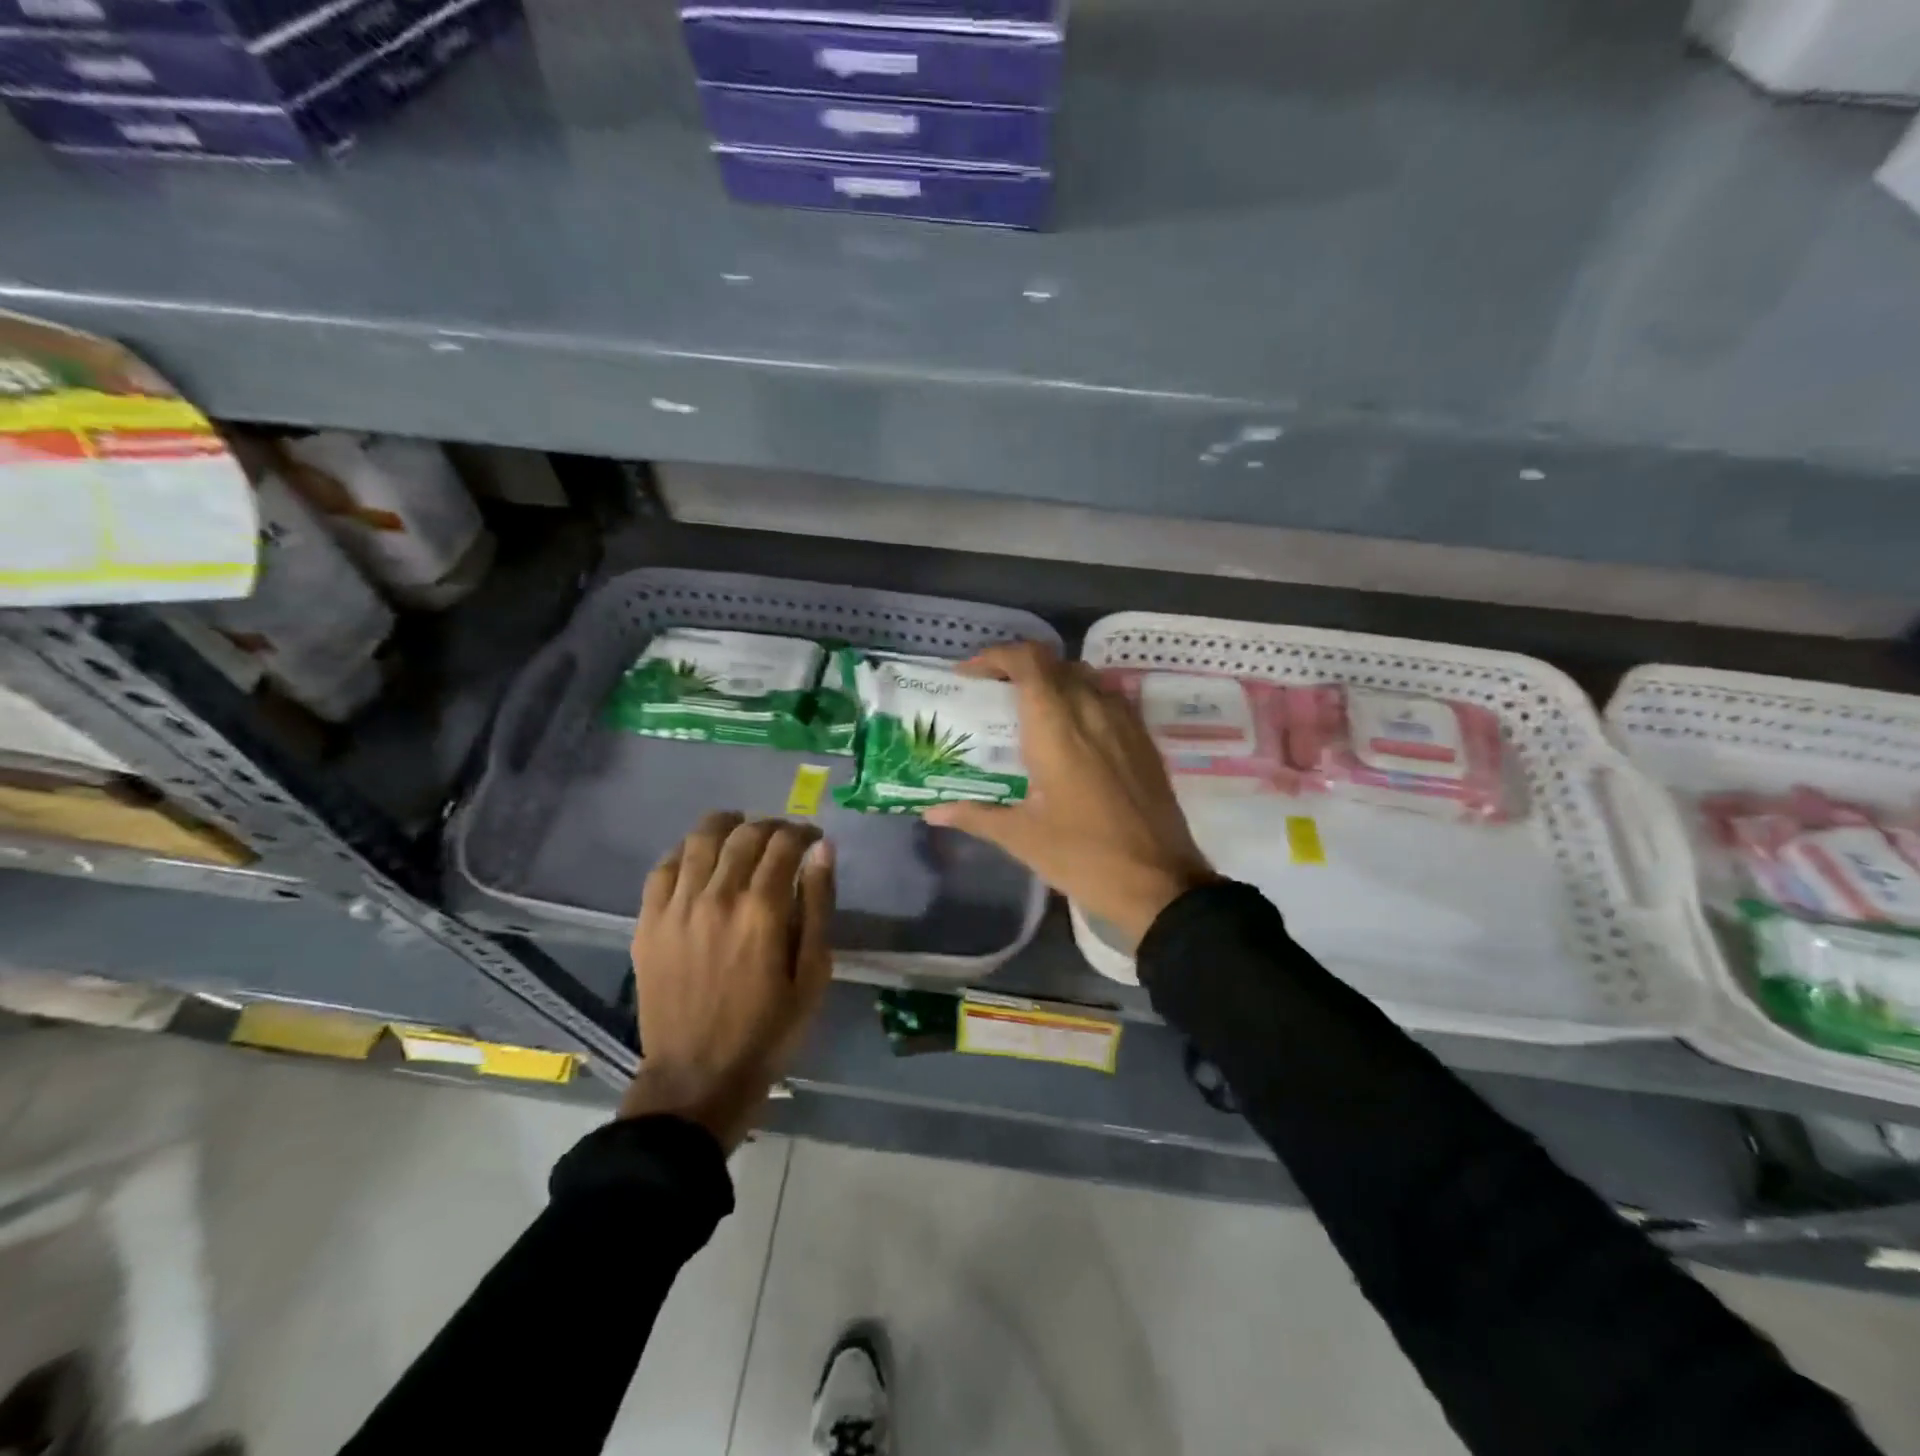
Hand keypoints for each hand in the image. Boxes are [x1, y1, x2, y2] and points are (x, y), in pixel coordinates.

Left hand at [620, 812, 835, 1148]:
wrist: (697, 1077)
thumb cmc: (768, 1030)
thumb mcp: (813, 974)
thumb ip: (819, 905)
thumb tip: (824, 850)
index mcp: (763, 910)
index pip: (784, 843)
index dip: (803, 831)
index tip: (813, 838)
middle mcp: (717, 896)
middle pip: (744, 833)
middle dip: (770, 825)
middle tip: (783, 838)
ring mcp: (677, 907)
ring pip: (700, 839)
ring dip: (727, 826)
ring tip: (741, 835)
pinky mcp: (648, 922)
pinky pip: (663, 867)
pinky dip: (685, 852)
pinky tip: (699, 860)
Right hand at [925, 642, 1212, 948]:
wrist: (1159, 883)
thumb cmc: (1083, 857)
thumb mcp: (1022, 838)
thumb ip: (976, 815)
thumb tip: (931, 812)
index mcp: (1057, 728)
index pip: (1028, 662)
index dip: (996, 656)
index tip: (971, 674)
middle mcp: (1092, 711)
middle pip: (1055, 663)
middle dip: (1020, 668)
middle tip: (994, 693)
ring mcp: (1125, 723)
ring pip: (1086, 676)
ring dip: (1054, 680)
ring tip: (1032, 710)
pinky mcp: (1145, 740)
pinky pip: (1110, 698)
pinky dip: (1084, 698)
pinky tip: (1073, 733)